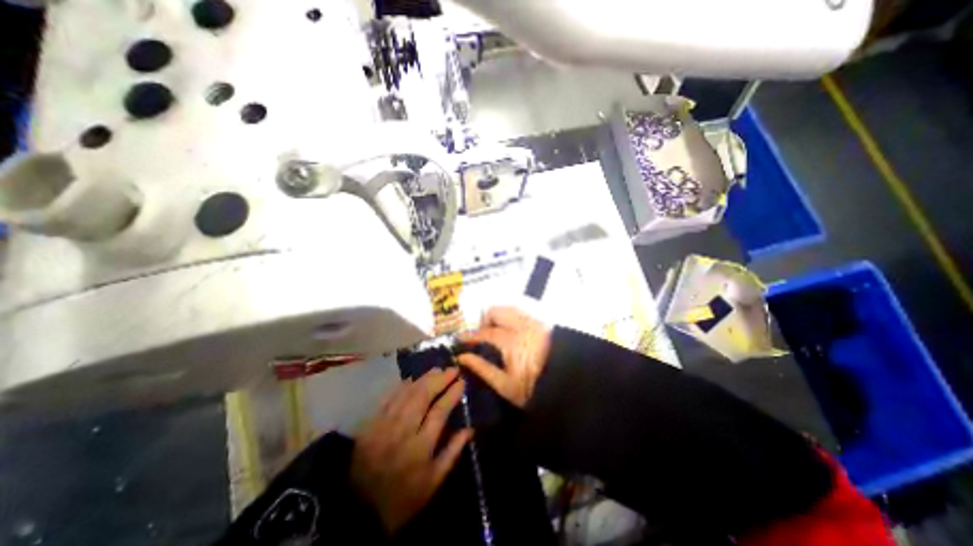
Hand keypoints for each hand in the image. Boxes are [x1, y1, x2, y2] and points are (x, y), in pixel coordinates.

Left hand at [352, 370, 474, 535]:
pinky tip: (412, 379)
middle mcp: (402, 431)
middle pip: (422, 396)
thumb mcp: (434, 482)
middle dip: (439, 379)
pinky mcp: (370, 425)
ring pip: (406, 394)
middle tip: (451, 369)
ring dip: (423, 378)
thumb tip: (470, 429)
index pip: (439, 411)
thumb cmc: (404, 498)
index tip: (461, 381)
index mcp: (420, 447)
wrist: (359, 513)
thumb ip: (453, 452)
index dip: (451, 394)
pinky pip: (388, 399)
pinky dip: (402, 386)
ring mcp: (384, 426)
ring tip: (436, 369)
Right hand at [459, 305, 551, 406]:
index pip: (485, 333)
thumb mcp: (504, 386)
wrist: (566, 384)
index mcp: (512, 342)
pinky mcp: (541, 322)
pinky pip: (521, 311)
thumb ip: (482, 368)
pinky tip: (510, 329)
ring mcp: (533, 322)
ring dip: (498, 316)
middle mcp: (522, 326)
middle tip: (481, 335)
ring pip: (509, 308)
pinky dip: (510, 316)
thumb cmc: (533, 388)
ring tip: (495, 331)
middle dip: (485, 320)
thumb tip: (463, 357)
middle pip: (496, 311)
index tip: (461, 339)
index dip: (471, 335)